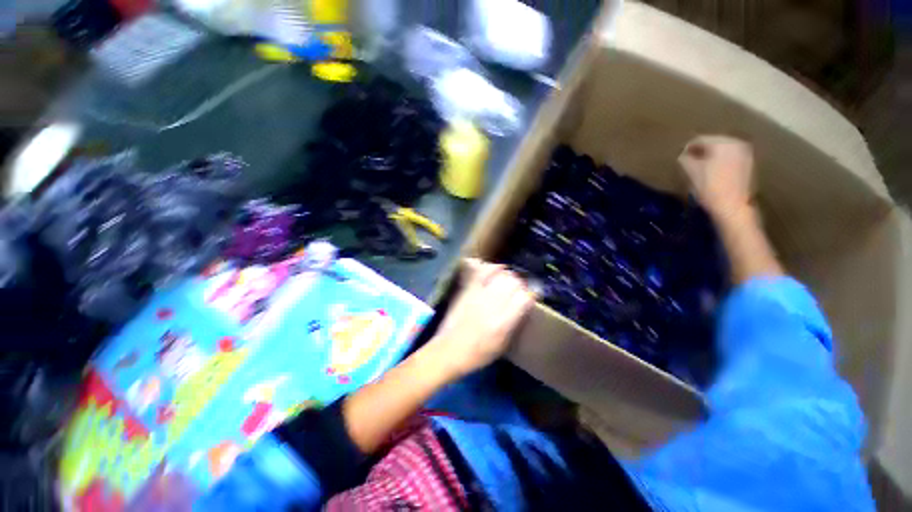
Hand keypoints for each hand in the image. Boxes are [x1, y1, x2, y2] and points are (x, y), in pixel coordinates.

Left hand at [425, 259, 534, 379]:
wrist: (448, 350)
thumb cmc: (478, 354)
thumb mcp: (502, 345)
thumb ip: (514, 323)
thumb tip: (523, 306)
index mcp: (503, 323)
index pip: (524, 298)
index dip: (531, 295)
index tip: (532, 296)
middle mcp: (492, 305)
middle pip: (513, 283)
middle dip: (520, 284)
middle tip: (519, 290)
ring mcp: (478, 295)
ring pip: (500, 275)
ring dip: (508, 276)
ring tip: (508, 280)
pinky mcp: (467, 290)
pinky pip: (482, 272)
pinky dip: (491, 268)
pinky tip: (495, 270)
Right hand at [678, 135, 754, 219]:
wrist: (733, 206)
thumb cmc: (710, 187)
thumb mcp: (692, 172)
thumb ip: (686, 159)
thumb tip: (683, 154)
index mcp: (722, 143)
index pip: (701, 139)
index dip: (688, 146)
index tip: (680, 155)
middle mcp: (736, 143)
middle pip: (714, 142)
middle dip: (701, 149)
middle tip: (689, 159)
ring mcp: (745, 152)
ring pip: (723, 148)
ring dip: (711, 154)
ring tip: (701, 164)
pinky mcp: (748, 162)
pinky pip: (730, 155)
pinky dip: (720, 159)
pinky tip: (713, 169)